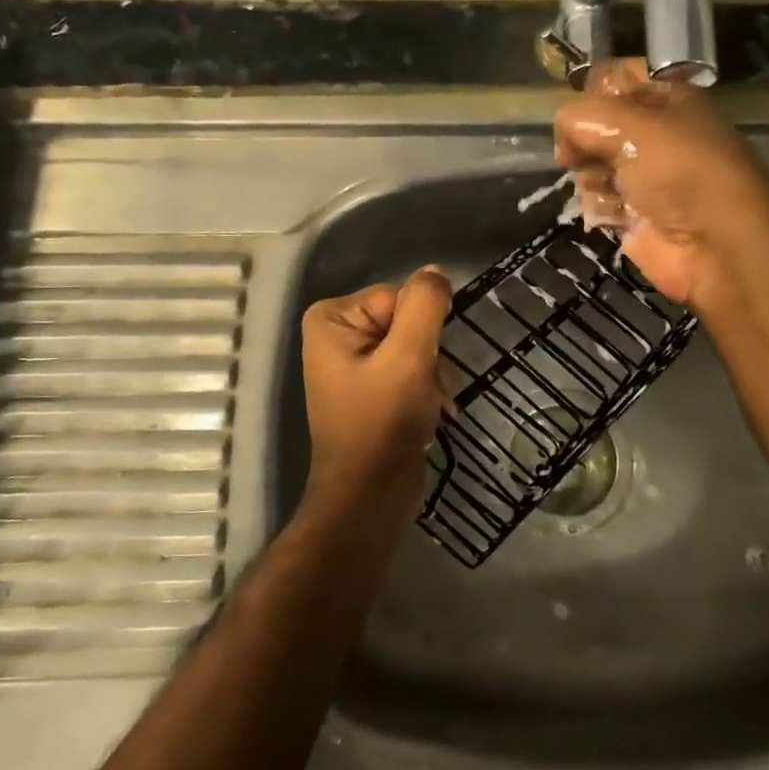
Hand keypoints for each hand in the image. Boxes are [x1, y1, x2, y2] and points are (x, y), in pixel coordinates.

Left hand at [300, 267, 452, 529]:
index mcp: (332, 317)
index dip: (421, 330)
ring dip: (431, 374)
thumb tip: (436, 271)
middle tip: (422, 388)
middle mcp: (337, 333)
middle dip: (427, 354)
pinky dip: (425, 389)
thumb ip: (424, 306)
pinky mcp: (370, 386)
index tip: (420, 365)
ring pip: (414, 346)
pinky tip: (427, 413)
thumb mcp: (409, 357)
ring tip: (424, 405)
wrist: (370, 497)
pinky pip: (409, 368)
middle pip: (406, 320)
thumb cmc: (382, 424)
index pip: (399, 297)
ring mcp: (353, 361)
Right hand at [554, 59, 768, 310]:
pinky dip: (600, 206)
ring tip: (606, 189)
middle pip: (597, 126)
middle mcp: (656, 134)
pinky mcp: (634, 213)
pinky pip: (598, 200)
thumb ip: (582, 116)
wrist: (715, 244)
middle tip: (579, 155)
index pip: (615, 80)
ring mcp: (644, 176)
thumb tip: (562, 131)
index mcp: (666, 99)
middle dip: (584, 141)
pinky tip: (613, 214)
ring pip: (591, 164)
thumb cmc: (678, 171)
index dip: (591, 93)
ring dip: (591, 177)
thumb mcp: (629, 125)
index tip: (577, 113)